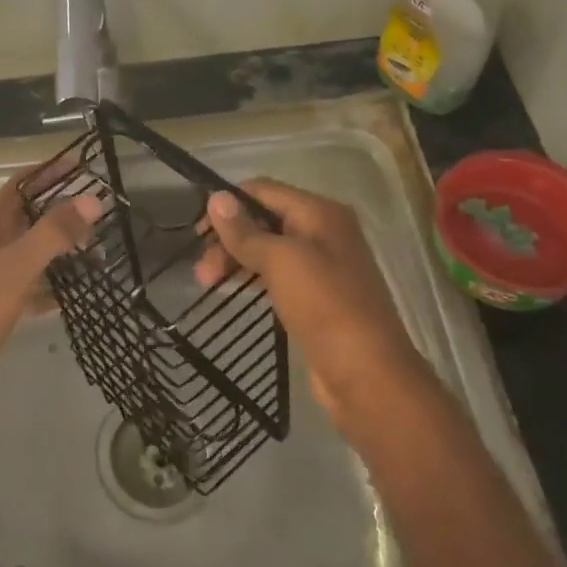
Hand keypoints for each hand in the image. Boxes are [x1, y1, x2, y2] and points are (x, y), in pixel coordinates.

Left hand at [0, 162, 101, 406]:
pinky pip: (35, 287)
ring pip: (34, 253)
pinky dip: (56, 285)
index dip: (45, 171)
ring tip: (97, 246)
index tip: (79, 162)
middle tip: (98, 207)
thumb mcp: (19, 266)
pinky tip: (80, 290)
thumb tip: (92, 200)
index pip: (18, 186)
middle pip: (28, 217)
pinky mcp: (3, 307)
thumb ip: (54, 232)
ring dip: (62, 247)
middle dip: (60, 209)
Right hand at [193, 179, 427, 426]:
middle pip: (264, 220)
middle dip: (229, 238)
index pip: (262, 190)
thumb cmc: (325, 306)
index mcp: (320, 212)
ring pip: (269, 249)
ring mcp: (323, 266)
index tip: (198, 232)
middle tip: (202, 272)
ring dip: (237, 259)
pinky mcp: (318, 297)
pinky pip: (278, 275)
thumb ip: (245, 230)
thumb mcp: (280, 261)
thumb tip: (216, 197)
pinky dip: (253, 277)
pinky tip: (235, 291)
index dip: (228, 204)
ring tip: (208, 284)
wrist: (368, 375)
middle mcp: (324, 232)